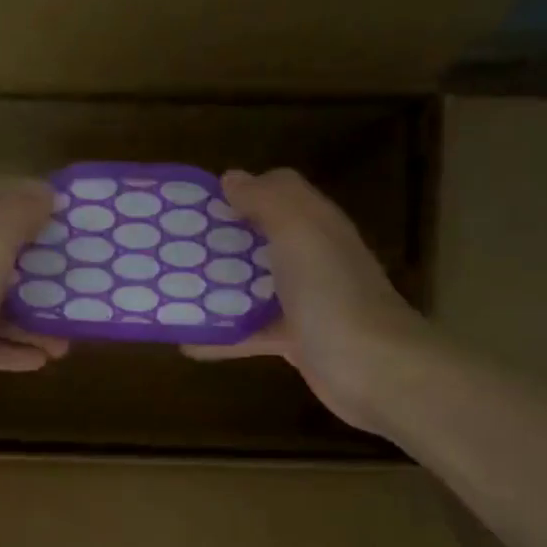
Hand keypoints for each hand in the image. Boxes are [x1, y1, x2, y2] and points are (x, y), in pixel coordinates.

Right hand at [184, 169, 428, 432]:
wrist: (373, 369)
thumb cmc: (332, 293)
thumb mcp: (299, 232)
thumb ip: (267, 201)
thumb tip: (232, 178)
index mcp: (316, 225)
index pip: (279, 193)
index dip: (243, 191)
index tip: (197, 203)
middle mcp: (312, 258)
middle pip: (261, 240)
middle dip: (221, 241)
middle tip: (175, 247)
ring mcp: (305, 302)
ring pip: (253, 287)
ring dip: (217, 288)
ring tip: (173, 290)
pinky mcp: (295, 341)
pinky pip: (251, 333)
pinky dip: (221, 337)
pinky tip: (187, 343)